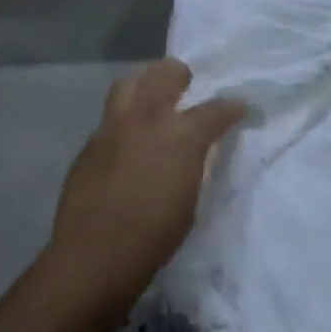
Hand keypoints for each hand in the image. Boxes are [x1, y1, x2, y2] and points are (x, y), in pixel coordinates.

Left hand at [44, 59, 244, 323]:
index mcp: (181, 134)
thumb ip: (196, 161)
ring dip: (146, 84)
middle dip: (182, 75)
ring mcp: (113, 128)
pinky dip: (124, 120)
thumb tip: (199, 148)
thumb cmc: (154, 235)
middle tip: (188, 88)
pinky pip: (110, 118)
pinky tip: (128, 142)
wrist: (93, 258)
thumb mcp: (192, 196)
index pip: (216, 108)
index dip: (233, 108)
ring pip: (129, 83)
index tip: (241, 109)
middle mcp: (146, 119)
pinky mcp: (89, 145)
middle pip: (165, 73)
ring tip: (154, 100)